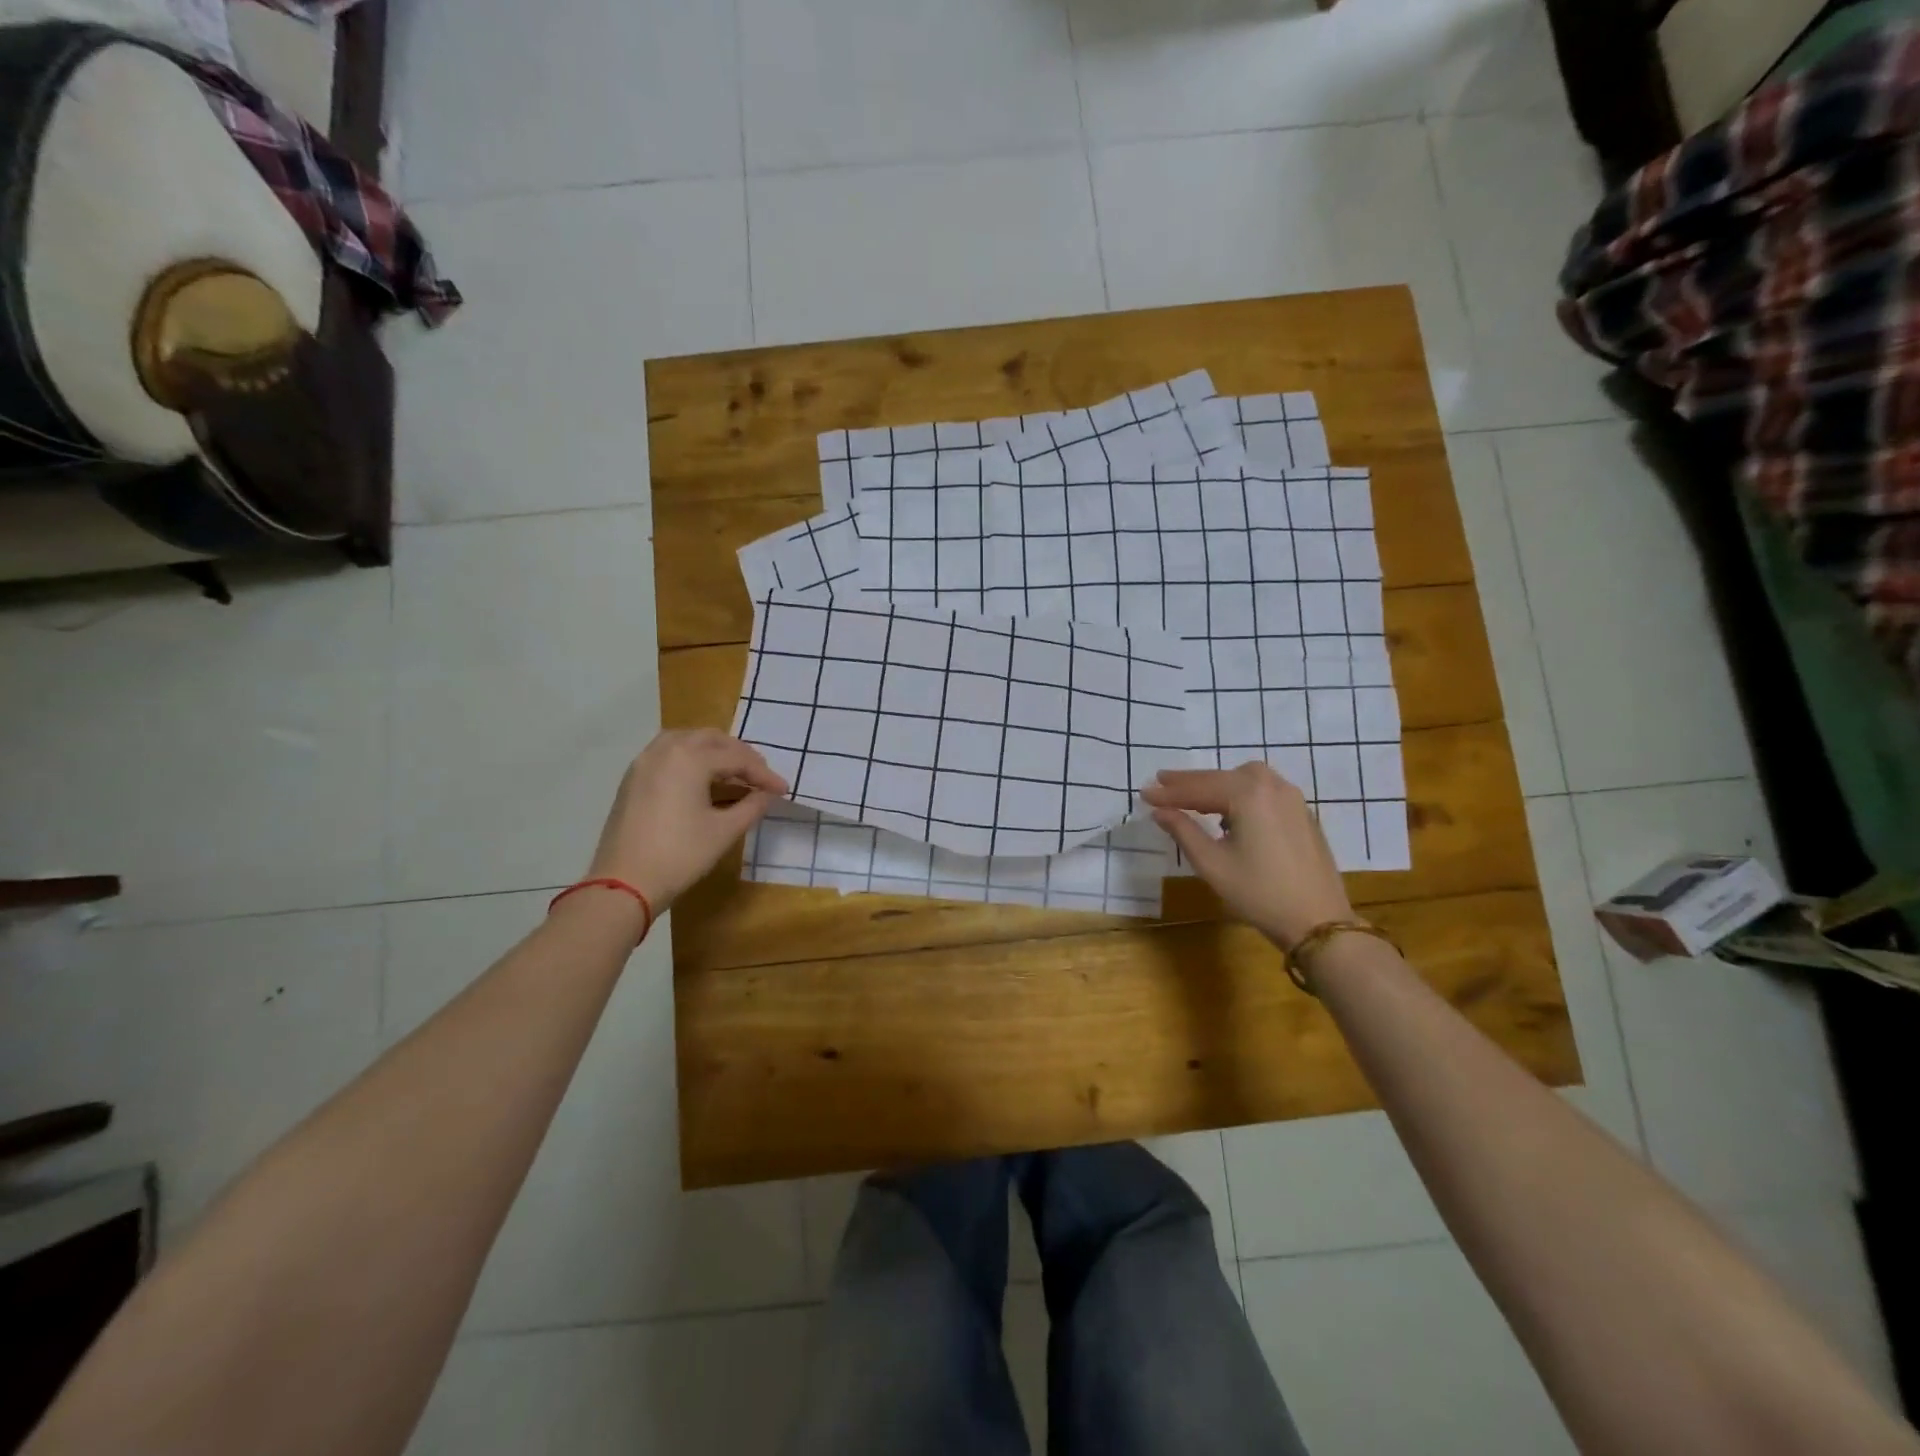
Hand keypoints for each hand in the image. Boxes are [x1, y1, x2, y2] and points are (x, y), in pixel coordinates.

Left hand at [586, 729, 787, 910]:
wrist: (624, 884)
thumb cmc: (680, 855)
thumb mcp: (724, 831)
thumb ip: (751, 806)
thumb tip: (766, 795)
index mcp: (690, 759)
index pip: (737, 759)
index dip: (764, 774)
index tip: (784, 790)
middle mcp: (665, 750)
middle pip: (711, 740)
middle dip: (739, 755)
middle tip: (760, 776)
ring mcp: (644, 763)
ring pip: (686, 741)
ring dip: (713, 751)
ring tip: (732, 772)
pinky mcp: (632, 779)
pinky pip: (667, 754)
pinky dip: (690, 758)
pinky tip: (702, 780)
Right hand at [1142, 762, 1353, 948]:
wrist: (1318, 922)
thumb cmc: (1259, 893)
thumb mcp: (1212, 864)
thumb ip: (1183, 831)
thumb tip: (1159, 811)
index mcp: (1248, 794)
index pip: (1199, 788)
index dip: (1169, 792)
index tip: (1144, 793)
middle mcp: (1272, 786)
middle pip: (1222, 777)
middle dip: (1191, 782)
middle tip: (1162, 784)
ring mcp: (1292, 799)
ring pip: (1246, 779)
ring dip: (1218, 784)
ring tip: (1193, 797)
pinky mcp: (1302, 814)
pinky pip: (1264, 791)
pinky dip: (1240, 793)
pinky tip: (1230, 813)